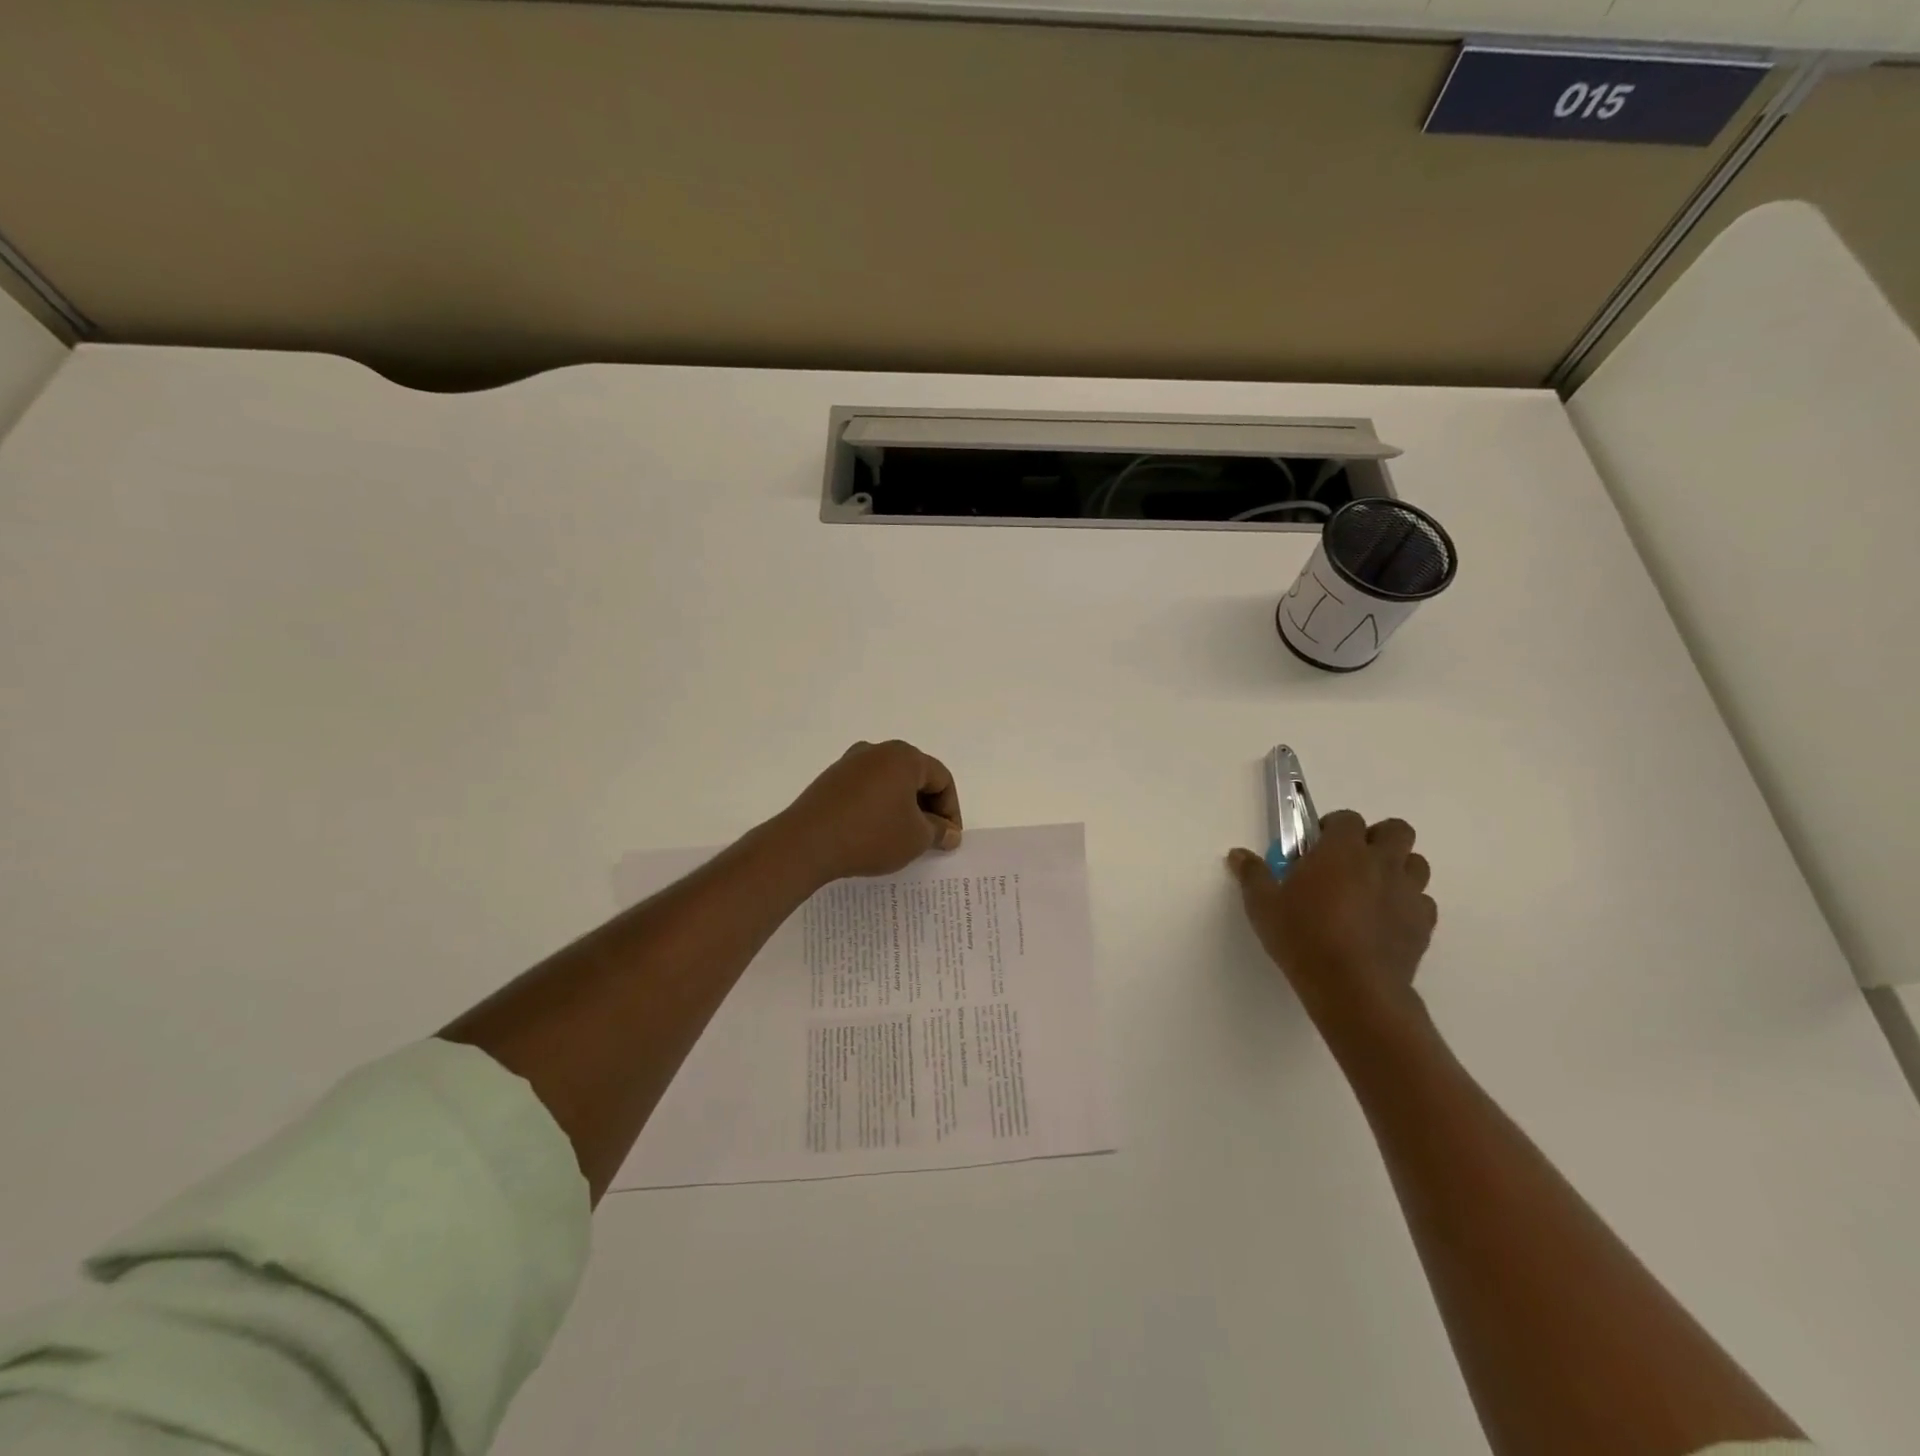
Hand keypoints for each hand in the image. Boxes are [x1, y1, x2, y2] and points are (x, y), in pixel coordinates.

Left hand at [778, 740, 962, 884]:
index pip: (941, 779)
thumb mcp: (916, 838)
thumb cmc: (871, 835)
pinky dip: (877, 809)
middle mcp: (877, 751)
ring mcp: (849, 764)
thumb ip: (939, 831)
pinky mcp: (830, 781)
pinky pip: (865, 791)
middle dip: (927, 808)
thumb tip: (949, 832)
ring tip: (902, 839)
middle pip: (915, 777)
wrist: (806, 843)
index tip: (948, 839)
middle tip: (930, 839)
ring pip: (889, 784)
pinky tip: (873, 834)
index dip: (951, 810)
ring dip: (902, 809)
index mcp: (903, 756)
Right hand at [1227, 810, 1436, 1030]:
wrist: (1353, 988)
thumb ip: (1253, 875)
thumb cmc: (1303, 937)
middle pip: (1396, 830)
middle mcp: (1381, 863)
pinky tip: (1384, 921)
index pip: (1347, 819)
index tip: (1316, 847)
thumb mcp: (1263, 906)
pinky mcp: (1424, 924)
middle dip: (1377, 838)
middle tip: (1351, 861)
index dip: (1333, 828)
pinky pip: (1422, 902)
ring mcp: (1408, 893)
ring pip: (1416, 864)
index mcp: (1342, 850)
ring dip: (1397, 868)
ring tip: (1371, 889)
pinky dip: (1407, 904)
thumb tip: (1238, 854)